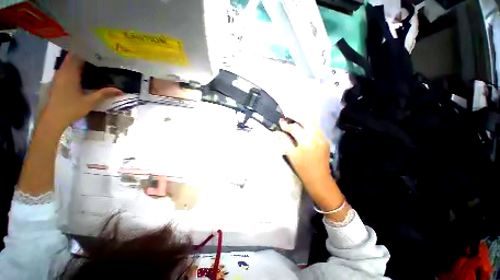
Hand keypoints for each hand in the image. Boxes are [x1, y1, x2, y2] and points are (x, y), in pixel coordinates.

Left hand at [41, 53, 121, 130]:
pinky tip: (83, 70)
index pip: (77, 55)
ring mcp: (59, 75)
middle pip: (73, 57)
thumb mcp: (89, 101)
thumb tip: (120, 90)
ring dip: (79, 60)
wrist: (52, 118)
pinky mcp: (58, 80)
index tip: (98, 49)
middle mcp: (63, 71)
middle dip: (84, 54)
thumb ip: (104, 94)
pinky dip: (75, 66)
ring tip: (93, 61)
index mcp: (70, 73)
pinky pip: (67, 68)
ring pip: (69, 62)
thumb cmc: (70, 108)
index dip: (87, 51)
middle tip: (99, 54)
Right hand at [276, 119, 343, 210]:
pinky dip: (309, 125)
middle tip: (288, 116)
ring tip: (295, 121)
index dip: (286, 125)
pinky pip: (317, 128)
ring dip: (303, 120)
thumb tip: (277, 132)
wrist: (319, 178)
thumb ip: (284, 141)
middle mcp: (316, 137)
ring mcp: (323, 138)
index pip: (295, 128)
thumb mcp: (291, 155)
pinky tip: (303, 128)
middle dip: (296, 116)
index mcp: (306, 142)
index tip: (280, 122)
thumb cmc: (302, 168)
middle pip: (306, 120)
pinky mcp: (326, 140)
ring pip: (313, 122)